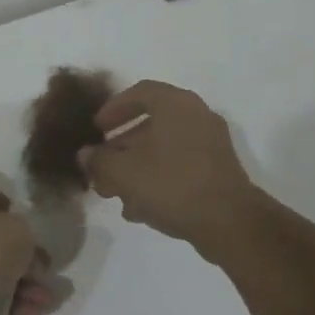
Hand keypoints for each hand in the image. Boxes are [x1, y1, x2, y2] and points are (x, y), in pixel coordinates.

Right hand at [77, 80, 260, 246]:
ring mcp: (211, 144)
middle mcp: (197, 116)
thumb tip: (85, 154)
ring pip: (164, 148)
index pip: (139, 92)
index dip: (113, 108)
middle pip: (151, 122)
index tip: (96, 128)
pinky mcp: (219, 171)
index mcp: (175, 104)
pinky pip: (180, 166)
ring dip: (137, 166)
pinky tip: (139, 208)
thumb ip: (99, 160)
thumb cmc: (171, 184)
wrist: (229, 222)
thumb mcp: (122, 172)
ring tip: (115, 192)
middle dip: (121, 145)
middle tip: (102, 163)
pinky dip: (158, 178)